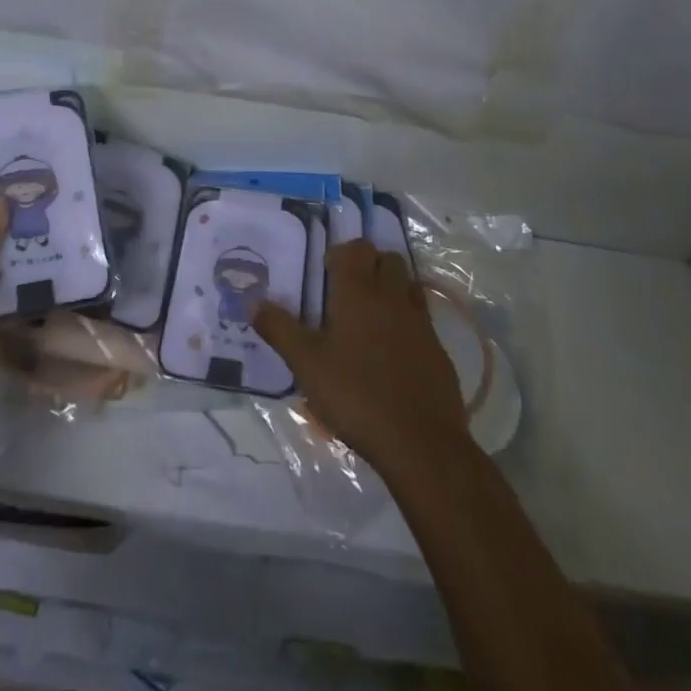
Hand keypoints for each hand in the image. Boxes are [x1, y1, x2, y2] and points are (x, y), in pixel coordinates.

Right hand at [252, 239, 468, 476]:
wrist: (420, 442)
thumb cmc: (355, 394)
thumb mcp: (306, 364)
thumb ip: (279, 329)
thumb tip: (252, 301)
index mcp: (358, 292)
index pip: (356, 249)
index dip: (341, 254)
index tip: (326, 272)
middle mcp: (392, 297)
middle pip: (387, 260)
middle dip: (370, 266)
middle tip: (347, 291)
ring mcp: (420, 322)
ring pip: (408, 285)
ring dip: (391, 289)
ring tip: (370, 317)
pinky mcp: (439, 350)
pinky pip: (422, 320)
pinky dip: (407, 322)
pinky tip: (393, 352)